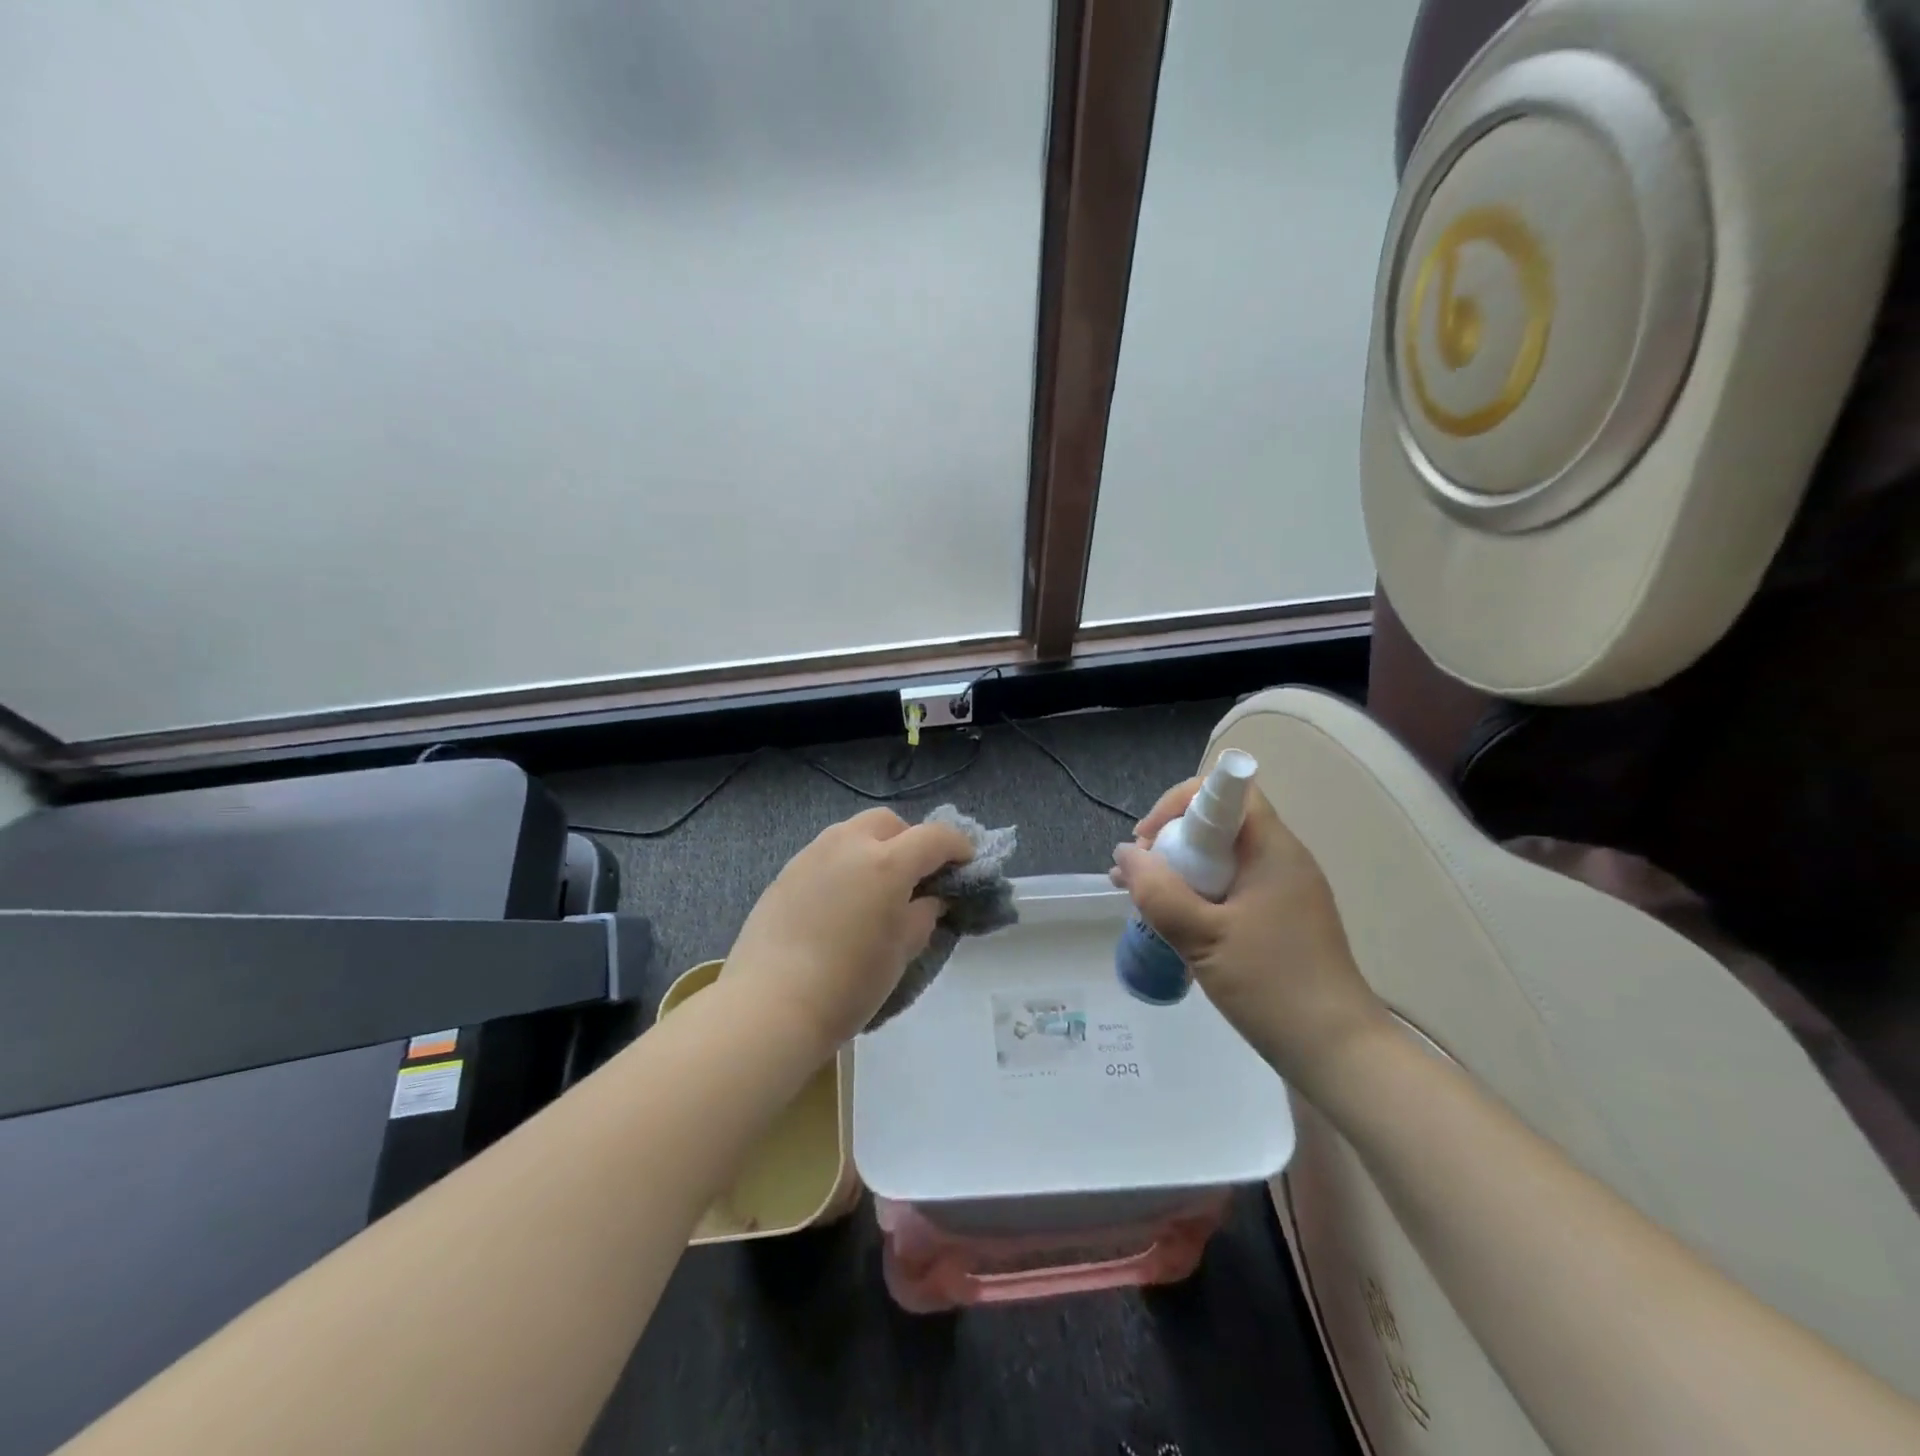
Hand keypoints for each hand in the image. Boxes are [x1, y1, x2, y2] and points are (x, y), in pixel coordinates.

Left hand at [725, 808, 974, 1057]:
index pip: (935, 837)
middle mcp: (849, 844)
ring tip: (877, 888)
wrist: (770, 1005)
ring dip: (875, 848)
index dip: (958, 847)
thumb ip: (923, 915)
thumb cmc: (848, 984)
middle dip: (910, 841)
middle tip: (917, 877)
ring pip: (853, 832)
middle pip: (890, 822)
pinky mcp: (786, 872)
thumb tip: (930, 899)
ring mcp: (812, 854)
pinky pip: (826, 853)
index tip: (966, 865)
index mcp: (887, 862)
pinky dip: (845, 864)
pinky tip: (842, 901)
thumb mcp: (901, 952)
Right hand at [1111, 777, 1388, 1092]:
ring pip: (1222, 857)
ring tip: (1142, 899)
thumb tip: (1124, 854)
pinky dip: (1199, 893)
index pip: (1228, 790)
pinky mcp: (1281, 918)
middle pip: (1219, 823)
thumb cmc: (1273, 986)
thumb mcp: (1204, 938)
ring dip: (1180, 869)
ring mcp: (1284, 889)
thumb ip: (1159, 892)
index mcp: (1272, 849)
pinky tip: (1175, 922)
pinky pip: (1232, 886)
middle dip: (1171, 840)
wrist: (1338, 1052)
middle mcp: (1282, 859)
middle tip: (1137, 877)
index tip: (1148, 840)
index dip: (1180, 803)